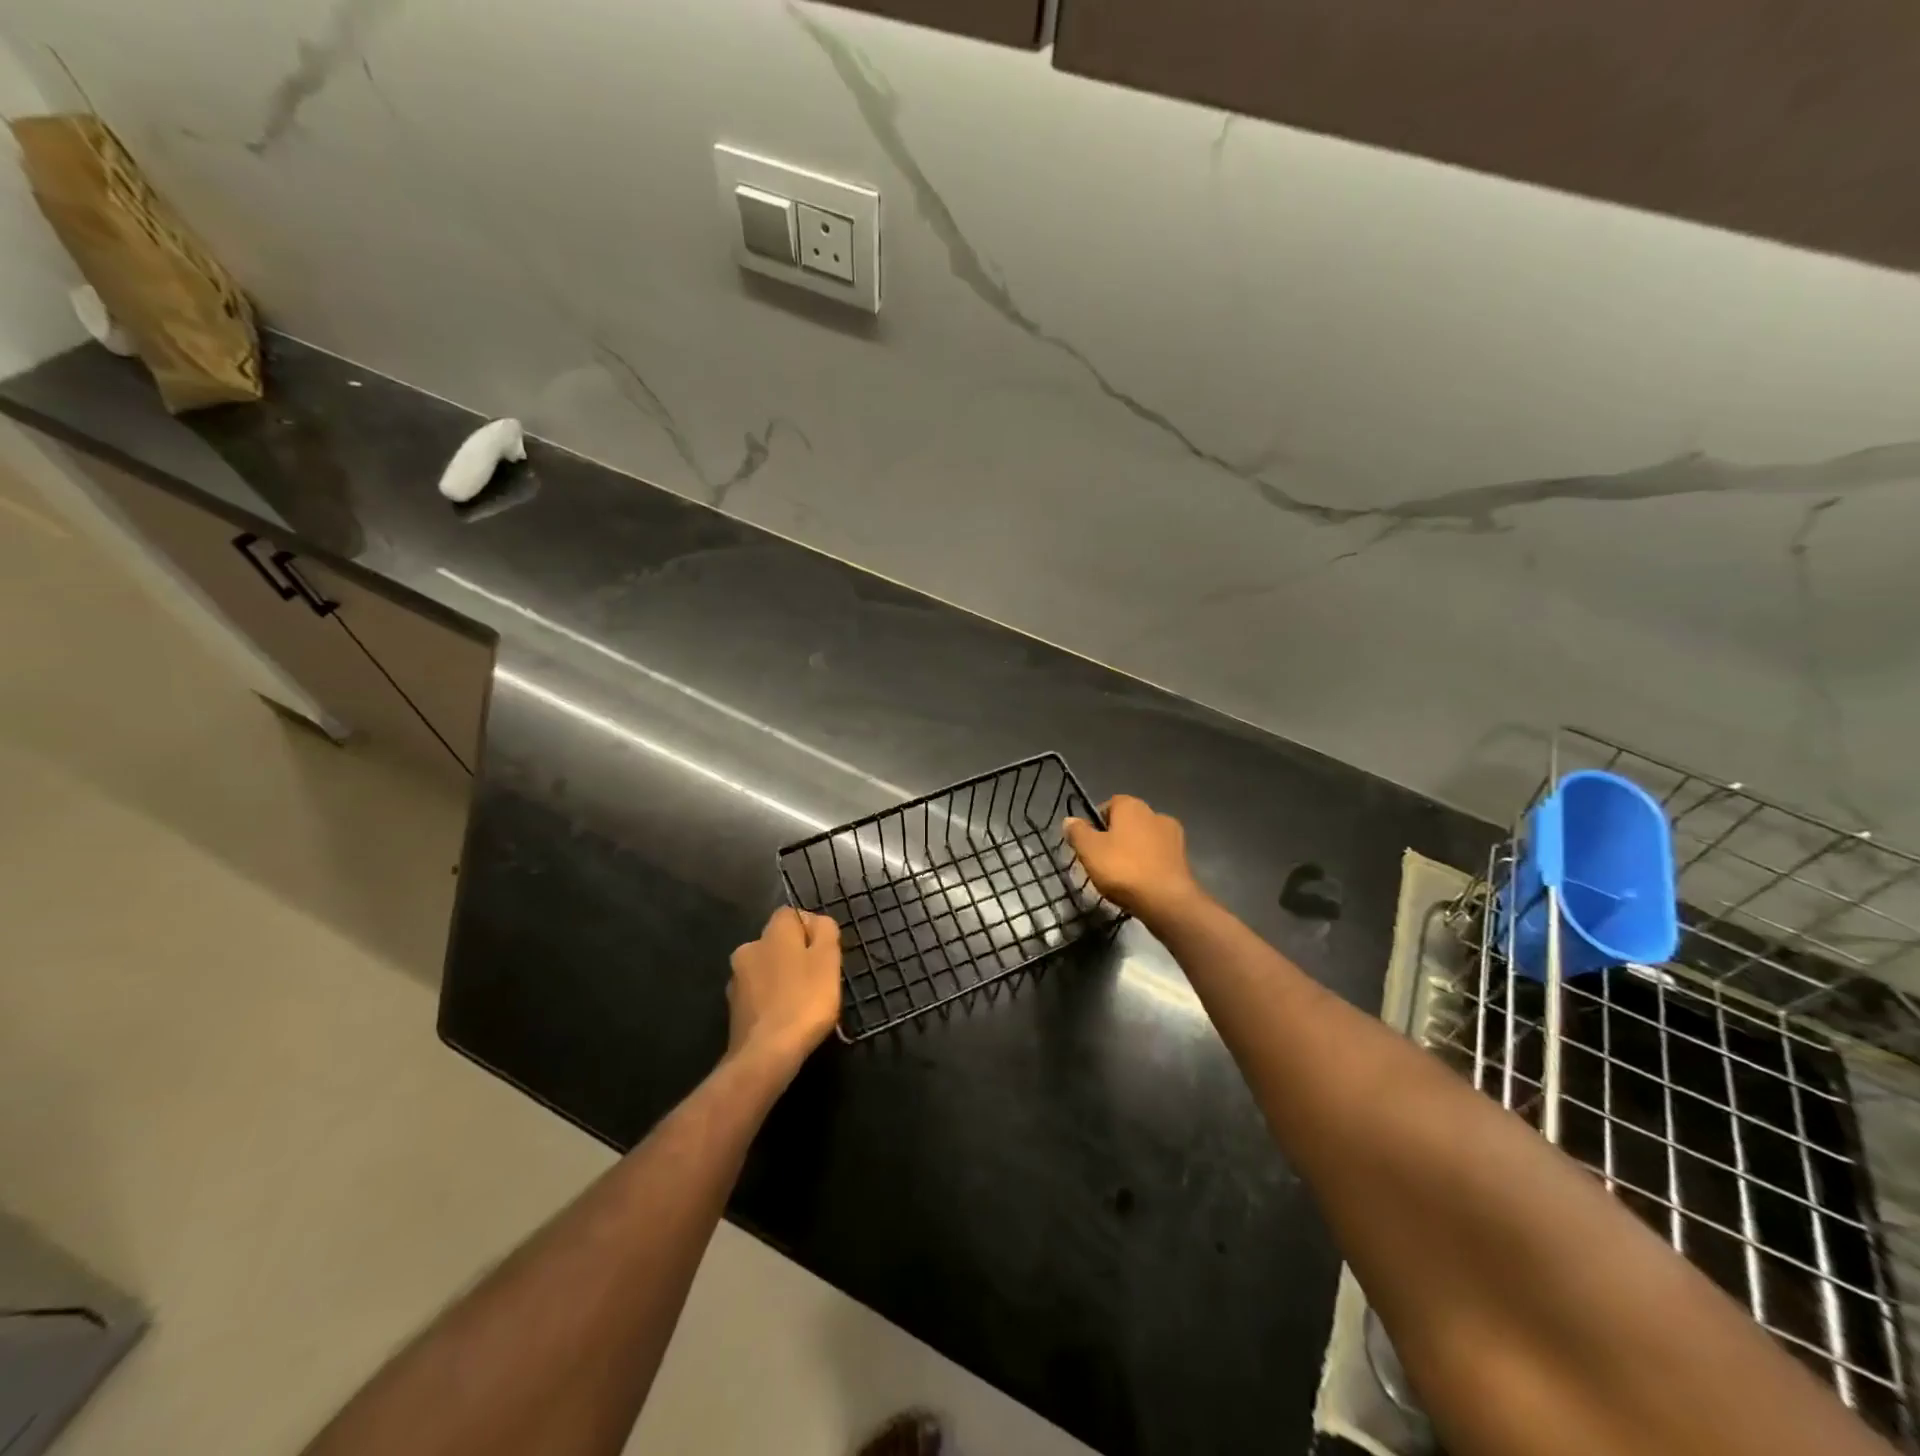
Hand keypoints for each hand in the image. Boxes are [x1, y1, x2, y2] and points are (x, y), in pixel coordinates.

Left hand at [727, 907, 842, 1069]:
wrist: (766, 1054)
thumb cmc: (805, 1000)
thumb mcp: (828, 960)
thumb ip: (825, 931)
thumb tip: (815, 922)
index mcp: (772, 932)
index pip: (791, 914)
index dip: (810, 929)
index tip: (825, 953)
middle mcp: (748, 948)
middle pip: (777, 942)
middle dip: (795, 954)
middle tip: (817, 978)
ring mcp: (736, 980)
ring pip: (766, 968)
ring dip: (781, 978)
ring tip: (802, 1002)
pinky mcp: (733, 1008)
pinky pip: (758, 994)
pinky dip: (770, 1000)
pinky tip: (785, 1017)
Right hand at [1063, 794, 1204, 923]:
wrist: (1167, 900)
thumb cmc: (1123, 868)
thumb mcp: (1089, 850)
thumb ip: (1077, 832)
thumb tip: (1070, 820)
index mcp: (1132, 805)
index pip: (1109, 804)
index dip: (1096, 822)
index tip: (1088, 844)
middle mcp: (1155, 813)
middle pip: (1127, 822)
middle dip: (1115, 838)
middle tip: (1102, 861)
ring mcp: (1173, 836)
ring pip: (1144, 839)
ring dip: (1133, 851)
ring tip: (1121, 876)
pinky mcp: (1183, 858)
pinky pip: (1158, 856)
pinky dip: (1148, 865)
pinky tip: (1140, 883)